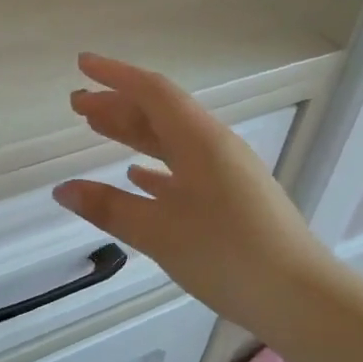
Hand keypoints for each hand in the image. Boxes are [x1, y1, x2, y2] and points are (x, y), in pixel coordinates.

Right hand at [53, 53, 329, 333]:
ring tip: (97, 128)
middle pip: (160, 113)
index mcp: (199, 140)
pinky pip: (185, 168)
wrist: (300, 297)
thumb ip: (108, 207)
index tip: (82, 64)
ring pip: (171, 140)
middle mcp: (214, 146)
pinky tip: (137, 176)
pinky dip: (155, 166)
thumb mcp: (158, 232)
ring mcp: (226, 172)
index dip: (115, 75)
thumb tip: (62, 190)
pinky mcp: (232, 198)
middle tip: (78, 104)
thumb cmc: (226, 254)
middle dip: (118, 104)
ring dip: (134, 132)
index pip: (152, 92)